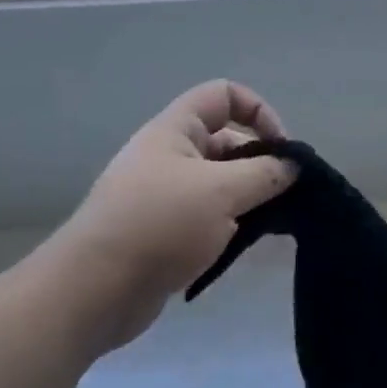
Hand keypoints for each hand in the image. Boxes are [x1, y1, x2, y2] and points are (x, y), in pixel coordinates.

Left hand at [51, 80, 296, 355]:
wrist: (93, 292)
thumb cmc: (159, 225)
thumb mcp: (221, 192)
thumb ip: (265, 174)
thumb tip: (293, 166)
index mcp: (175, 130)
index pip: (224, 95)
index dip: (258, 112)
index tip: (281, 149)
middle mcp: (169, 155)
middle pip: (227, 140)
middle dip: (260, 162)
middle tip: (286, 193)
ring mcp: (165, 195)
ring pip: (220, 182)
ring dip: (249, 197)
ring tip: (272, 222)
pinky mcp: (165, 231)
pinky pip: (208, 214)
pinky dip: (231, 223)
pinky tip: (247, 244)